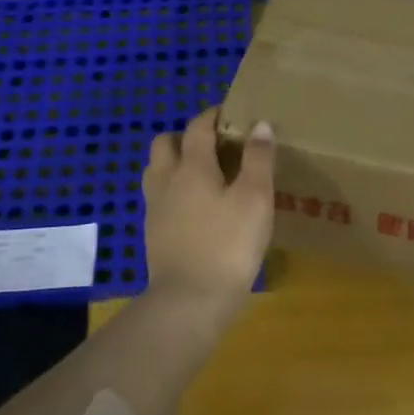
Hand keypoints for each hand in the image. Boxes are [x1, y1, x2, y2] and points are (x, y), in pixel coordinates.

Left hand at [141, 107, 276, 319]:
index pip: (198, 127)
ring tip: (203, 174)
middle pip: (165, 143)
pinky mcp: (153, 234)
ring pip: (157, 170)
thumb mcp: (255, 199)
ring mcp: (155, 209)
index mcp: (192, 167)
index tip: (231, 113)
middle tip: (214, 145)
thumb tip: (260, 125)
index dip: (213, 115)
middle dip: (185, 136)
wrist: (189, 301)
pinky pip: (159, 198)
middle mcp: (167, 180)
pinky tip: (195, 208)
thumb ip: (258, 159)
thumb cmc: (228, 245)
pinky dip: (174, 191)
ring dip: (175, 162)